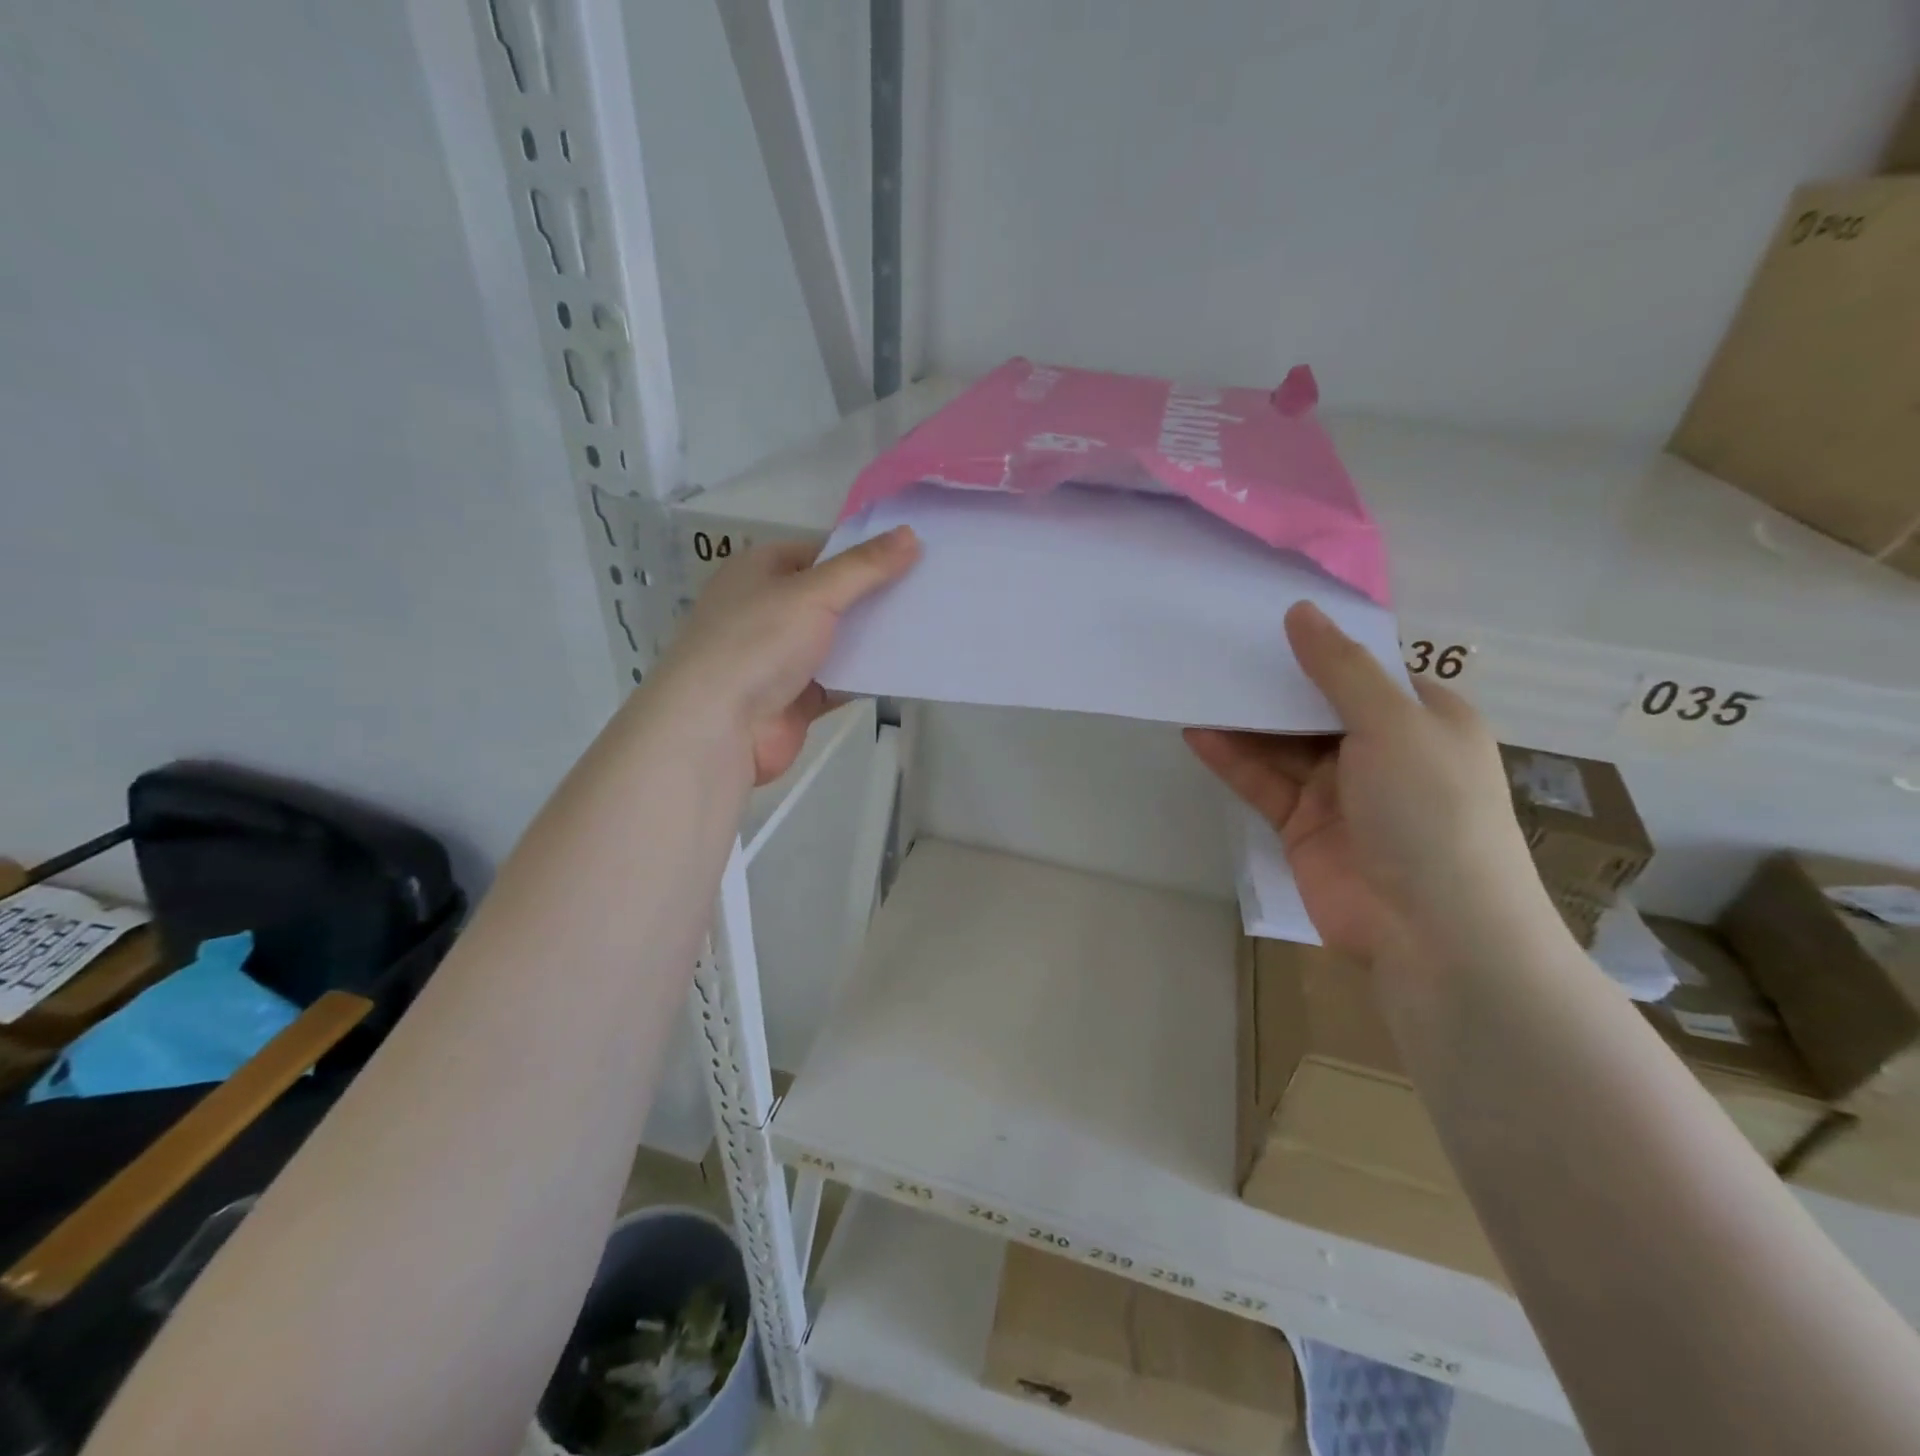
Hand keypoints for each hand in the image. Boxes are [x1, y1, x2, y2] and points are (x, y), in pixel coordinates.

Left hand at [650, 527, 919, 784]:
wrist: (718, 727)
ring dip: (875, 638)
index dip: (864, 554)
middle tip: (930, 591)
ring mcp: (782, 656)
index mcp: (761, 571)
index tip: (914, 556)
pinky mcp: (797, 697)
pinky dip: (868, 676)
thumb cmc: (758, 642)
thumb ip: (864, 567)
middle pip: (833, 597)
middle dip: (876, 597)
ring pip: (839, 641)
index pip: (821, 552)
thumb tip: (910, 534)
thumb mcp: (814, 593)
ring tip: (930, 626)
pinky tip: (908, 668)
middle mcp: (769, 609)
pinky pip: (841, 680)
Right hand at [1186, 601, 1544, 963]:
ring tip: (1195, 682)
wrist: (1433, 932)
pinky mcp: (1302, 825)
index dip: (1318, 642)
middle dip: (1272, 680)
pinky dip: (1232, 759)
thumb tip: (1299, 611)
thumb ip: (1339, 669)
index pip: (1364, 667)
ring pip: (1282, 743)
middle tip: (1216, 646)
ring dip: (1244, 719)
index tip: (1264, 615)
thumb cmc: (1430, 811)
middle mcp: (1382, 749)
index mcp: (1421, 718)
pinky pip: (1263, 782)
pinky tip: (1198, 732)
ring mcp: (1340, 790)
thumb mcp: (1393, 725)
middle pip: (1315, 704)